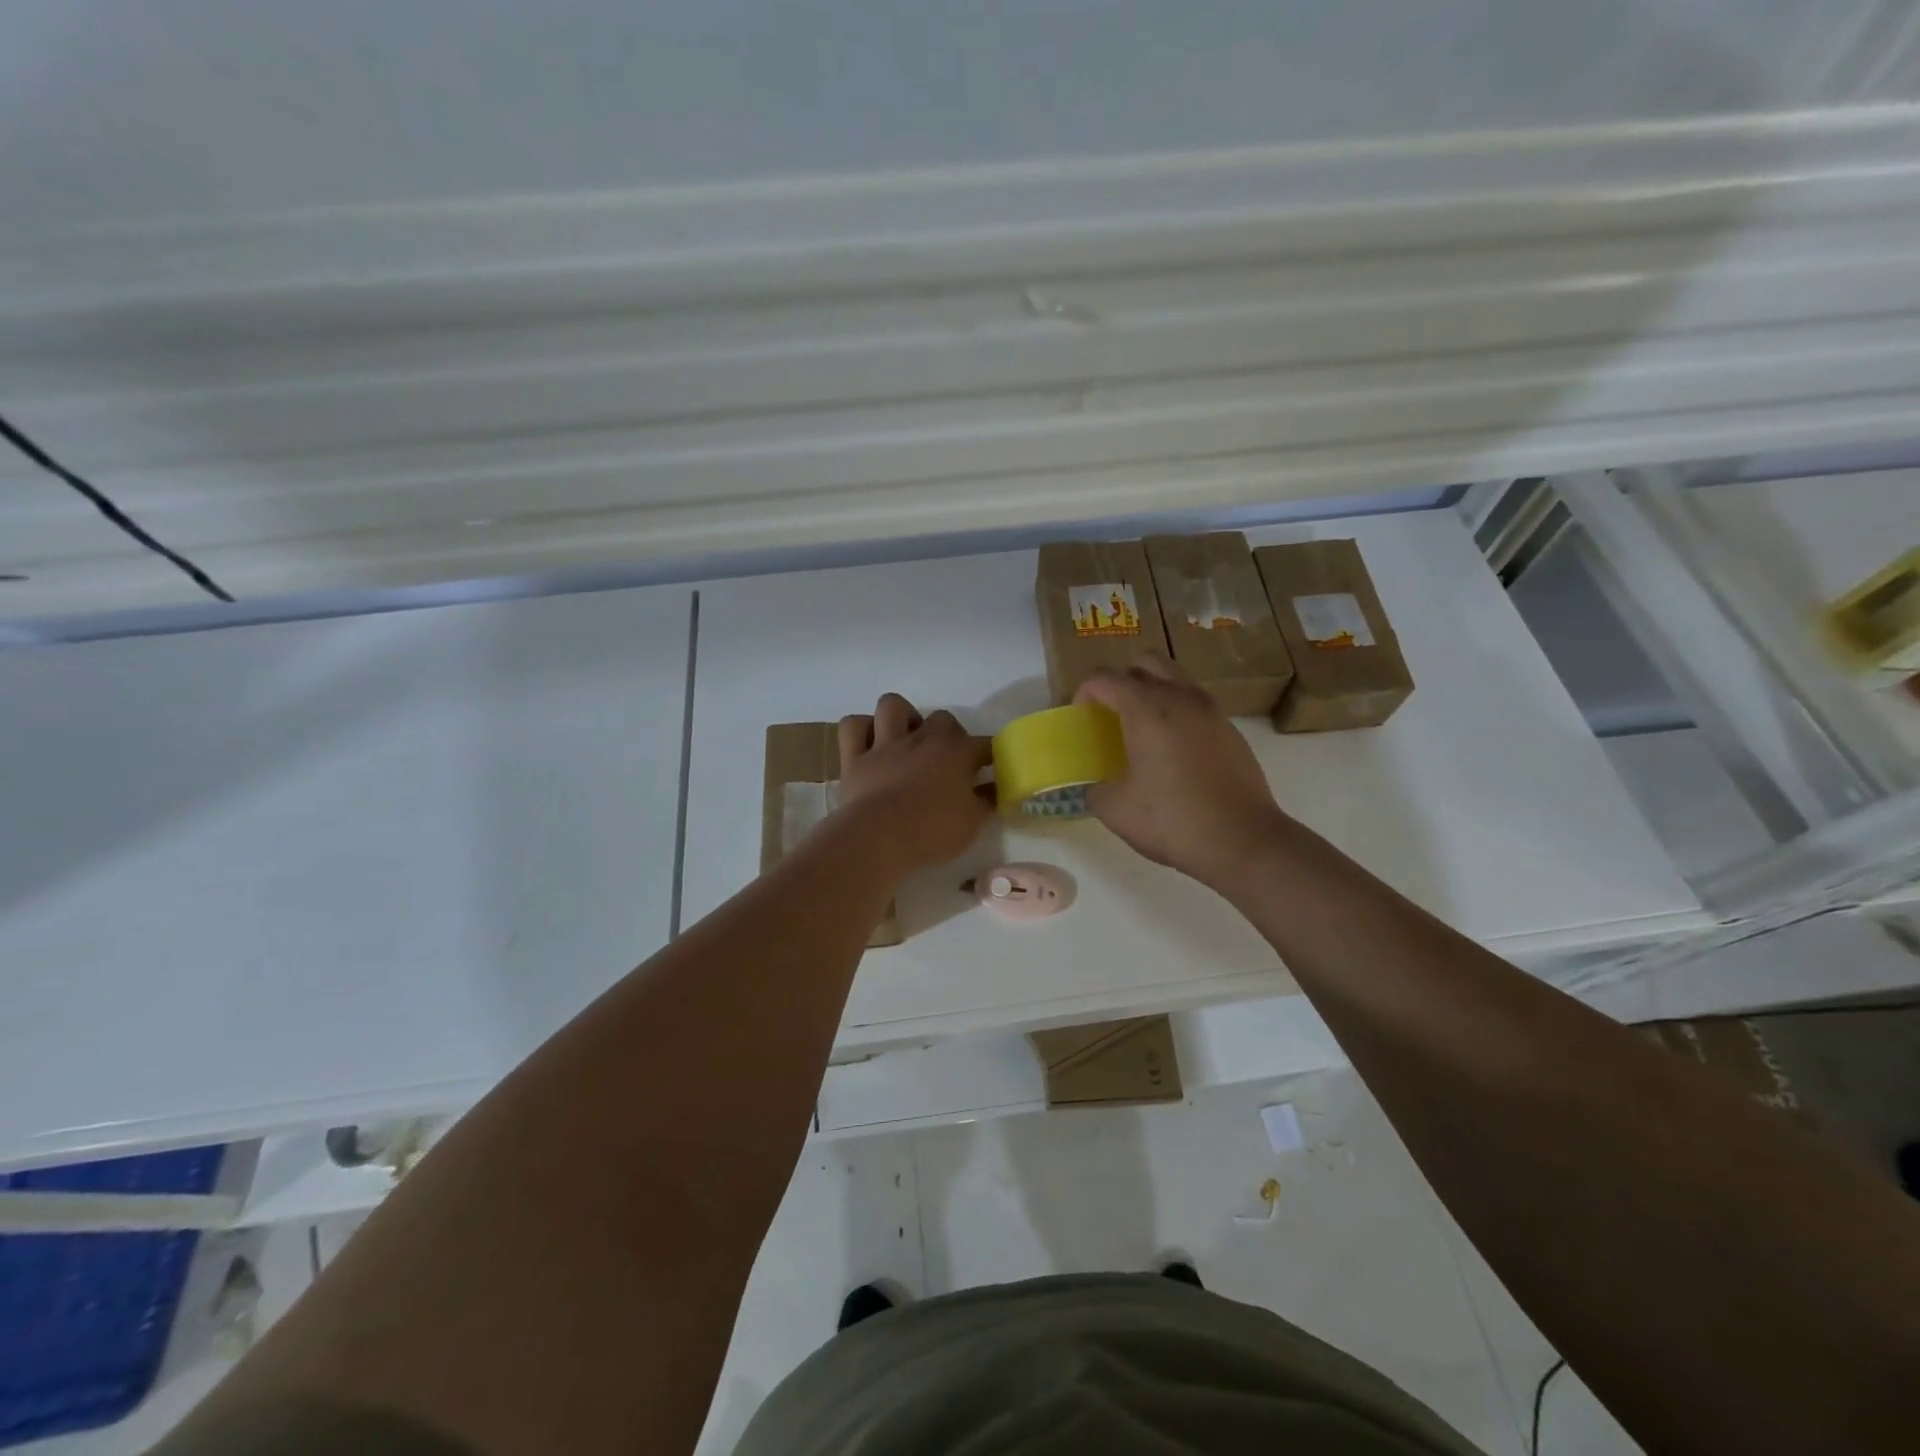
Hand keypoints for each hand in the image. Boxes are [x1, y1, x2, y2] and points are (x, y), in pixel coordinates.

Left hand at [836, 694, 993, 871]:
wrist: (878, 838)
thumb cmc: (931, 831)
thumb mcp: (972, 823)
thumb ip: (987, 802)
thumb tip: (995, 789)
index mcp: (957, 753)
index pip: (984, 744)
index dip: (991, 756)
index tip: (992, 769)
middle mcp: (922, 739)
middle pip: (943, 718)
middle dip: (949, 734)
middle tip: (948, 760)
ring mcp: (885, 744)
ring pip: (892, 705)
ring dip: (902, 717)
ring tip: (907, 738)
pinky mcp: (854, 757)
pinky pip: (853, 726)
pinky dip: (862, 730)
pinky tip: (870, 743)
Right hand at [1075, 654, 1287, 887]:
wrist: (1243, 840)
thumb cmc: (1172, 820)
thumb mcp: (1115, 809)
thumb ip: (1096, 787)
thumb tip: (1097, 784)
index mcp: (1147, 708)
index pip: (1104, 678)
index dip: (1084, 694)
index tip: (1082, 721)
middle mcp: (1181, 697)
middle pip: (1145, 662)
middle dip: (1121, 680)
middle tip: (1111, 714)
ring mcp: (1211, 711)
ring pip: (1175, 680)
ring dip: (1152, 693)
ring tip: (1141, 732)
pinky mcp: (1230, 730)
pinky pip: (1195, 705)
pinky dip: (1176, 714)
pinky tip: (1172, 753)